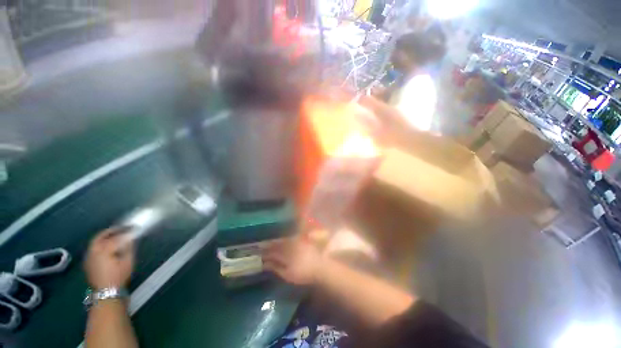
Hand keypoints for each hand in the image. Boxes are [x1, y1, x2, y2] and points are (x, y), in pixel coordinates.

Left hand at [85, 228, 133, 289]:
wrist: (106, 292)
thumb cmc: (119, 276)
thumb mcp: (127, 261)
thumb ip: (128, 247)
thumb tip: (131, 238)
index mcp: (104, 250)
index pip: (117, 237)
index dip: (126, 231)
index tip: (135, 228)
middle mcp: (94, 251)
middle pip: (101, 236)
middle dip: (111, 231)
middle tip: (122, 228)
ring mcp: (89, 257)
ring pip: (95, 242)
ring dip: (105, 236)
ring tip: (115, 235)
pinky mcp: (88, 262)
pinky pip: (93, 248)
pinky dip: (100, 243)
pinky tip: (107, 246)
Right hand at [262, 237, 323, 284]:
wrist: (320, 267)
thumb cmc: (303, 274)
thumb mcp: (288, 274)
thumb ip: (276, 268)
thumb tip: (265, 263)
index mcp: (285, 253)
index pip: (272, 251)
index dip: (265, 252)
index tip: (258, 252)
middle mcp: (290, 245)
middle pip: (277, 244)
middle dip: (269, 245)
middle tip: (262, 246)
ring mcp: (296, 241)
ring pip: (283, 240)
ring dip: (276, 241)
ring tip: (270, 243)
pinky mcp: (302, 240)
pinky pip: (290, 238)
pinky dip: (284, 240)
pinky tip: (282, 241)